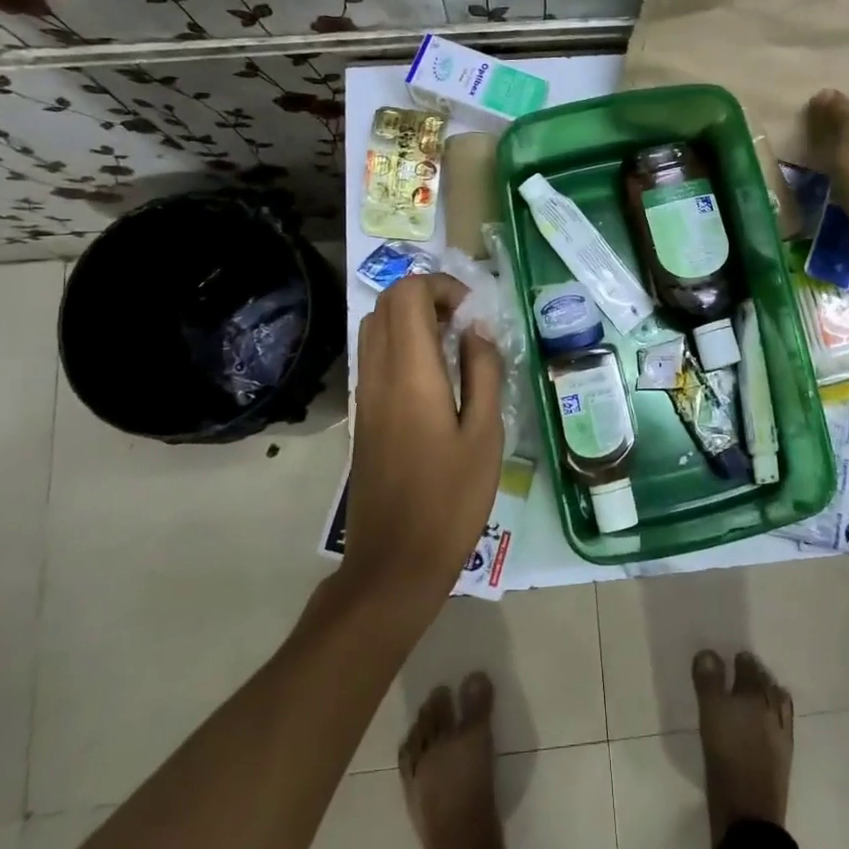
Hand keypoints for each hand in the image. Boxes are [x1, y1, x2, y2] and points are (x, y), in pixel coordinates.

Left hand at [342, 274, 504, 612]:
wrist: (394, 562)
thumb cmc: (450, 500)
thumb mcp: (485, 434)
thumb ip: (483, 372)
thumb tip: (476, 332)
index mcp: (411, 374)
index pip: (407, 295)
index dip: (440, 286)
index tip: (472, 311)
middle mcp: (378, 374)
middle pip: (386, 304)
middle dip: (427, 296)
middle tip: (465, 323)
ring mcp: (364, 395)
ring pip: (375, 328)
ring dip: (411, 319)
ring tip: (452, 346)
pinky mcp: (362, 414)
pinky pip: (375, 356)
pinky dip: (401, 344)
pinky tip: (434, 376)